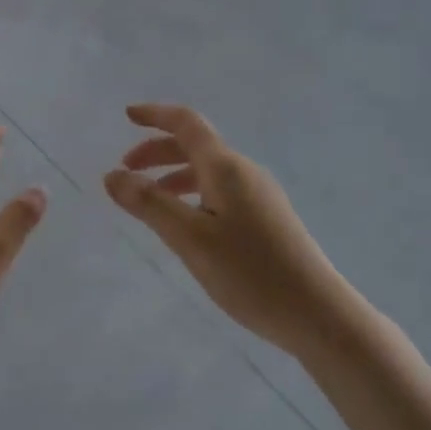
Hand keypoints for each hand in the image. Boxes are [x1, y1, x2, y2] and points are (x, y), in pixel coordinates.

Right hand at [103, 104, 352, 355]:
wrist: (318, 314)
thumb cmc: (250, 273)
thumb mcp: (190, 239)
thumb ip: (150, 204)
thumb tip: (112, 175)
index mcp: (225, 167)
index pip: (186, 123)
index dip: (156, 115)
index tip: (127, 115)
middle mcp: (243, 171)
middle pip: (195, 145)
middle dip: (157, 150)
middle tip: (126, 169)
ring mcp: (258, 194)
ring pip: (207, 170)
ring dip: (173, 174)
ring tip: (149, 199)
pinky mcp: (266, 218)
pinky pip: (219, 190)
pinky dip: (192, 192)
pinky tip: (186, 223)